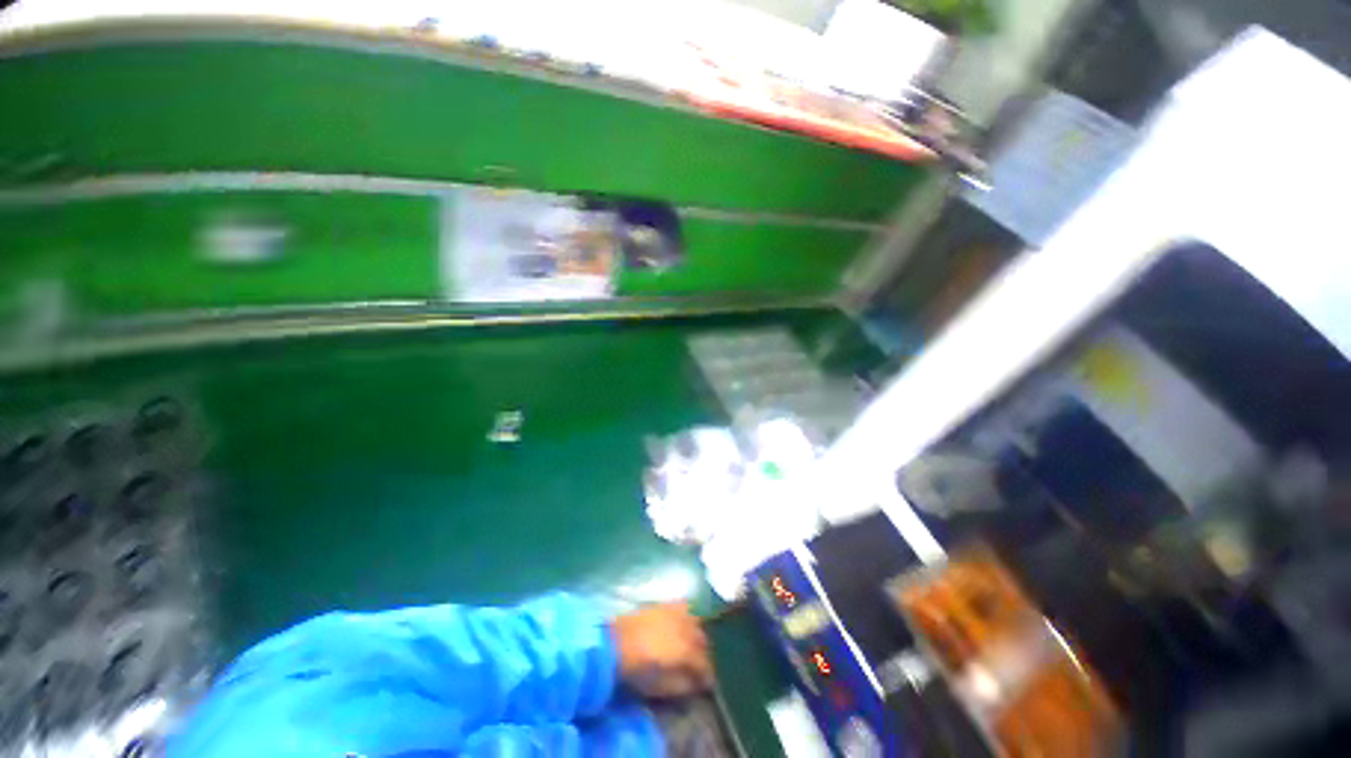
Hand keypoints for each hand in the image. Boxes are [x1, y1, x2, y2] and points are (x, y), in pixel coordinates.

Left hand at [611, 602, 713, 697]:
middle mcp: (686, 628)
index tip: (706, 685)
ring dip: (698, 635)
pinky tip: (685, 624)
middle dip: (703, 655)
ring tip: (692, 646)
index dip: (707, 676)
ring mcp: (676, 613)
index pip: (705, 664)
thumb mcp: (659, 687)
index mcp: (686, 650)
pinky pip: (685, 607)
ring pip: (697, 622)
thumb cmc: (635, 669)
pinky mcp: (666, 604)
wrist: (613, 642)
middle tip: (698, 668)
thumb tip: (695, 684)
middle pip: (703, 641)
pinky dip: (690, 616)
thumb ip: (681, 685)